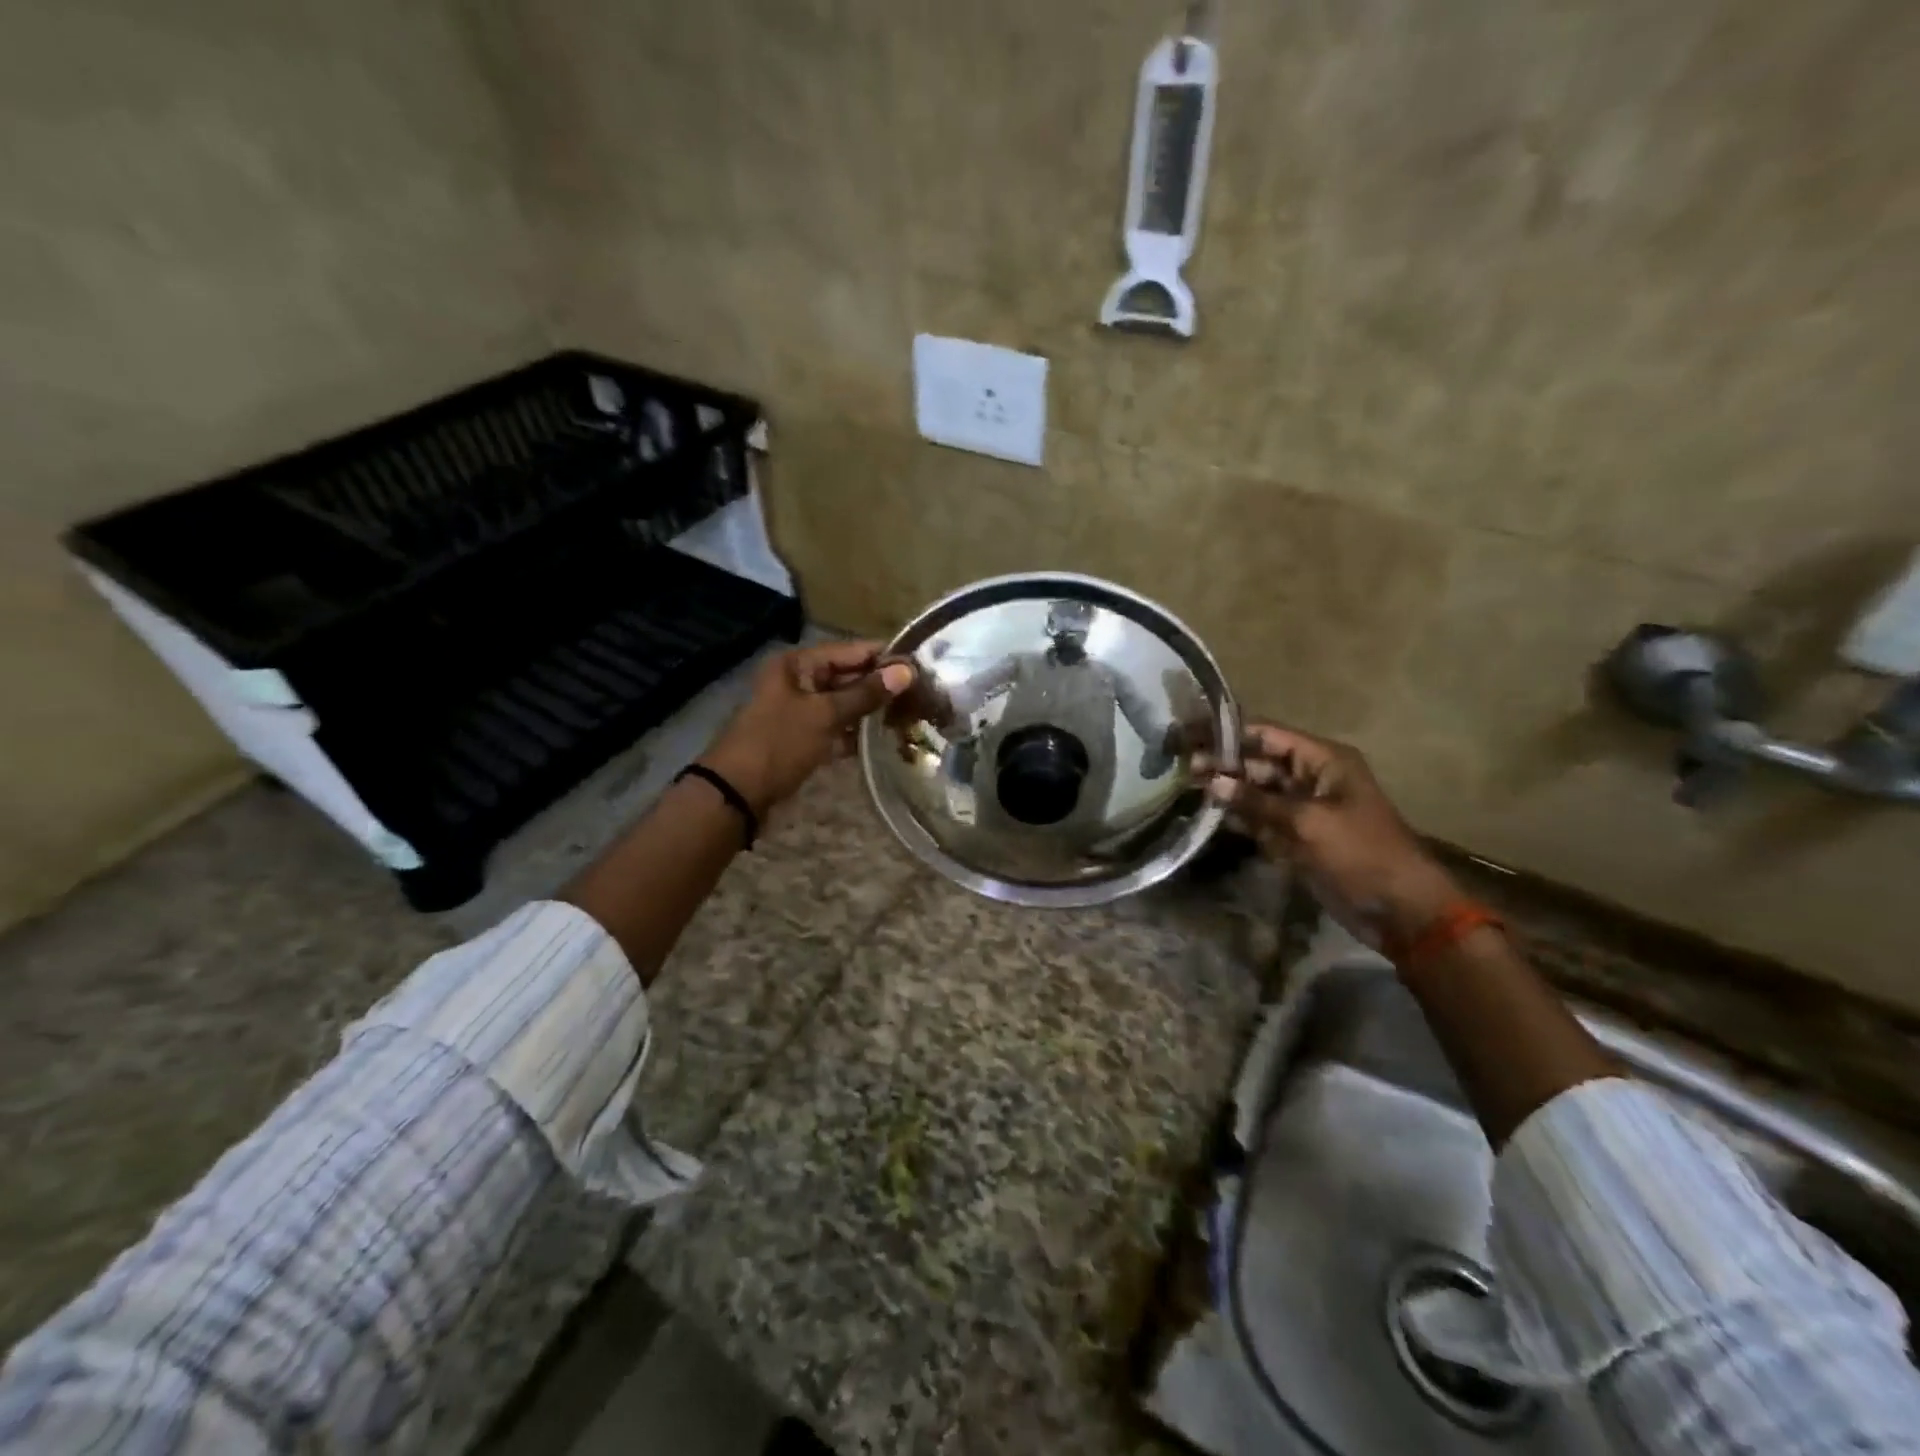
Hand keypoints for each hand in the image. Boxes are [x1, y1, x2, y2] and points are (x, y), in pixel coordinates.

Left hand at [702, 642, 914, 815]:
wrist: (737, 793)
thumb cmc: (779, 744)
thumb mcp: (824, 715)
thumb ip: (865, 694)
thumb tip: (906, 672)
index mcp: (797, 665)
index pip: (849, 651)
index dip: (882, 657)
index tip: (919, 665)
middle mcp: (797, 681)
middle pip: (846, 676)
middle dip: (879, 685)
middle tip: (920, 693)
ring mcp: (798, 711)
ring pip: (842, 704)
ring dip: (870, 710)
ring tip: (909, 715)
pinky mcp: (801, 738)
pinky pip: (834, 728)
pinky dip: (854, 732)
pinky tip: (883, 739)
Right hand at [1195, 724, 1459, 943]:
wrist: (1398, 909)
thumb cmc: (1359, 853)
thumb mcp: (1306, 822)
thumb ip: (1257, 801)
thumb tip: (1213, 781)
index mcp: (1323, 761)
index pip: (1268, 735)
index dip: (1231, 735)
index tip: (1192, 736)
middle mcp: (1311, 777)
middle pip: (1259, 762)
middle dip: (1224, 764)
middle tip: (1182, 768)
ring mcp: (1303, 808)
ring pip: (1257, 791)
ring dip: (1228, 791)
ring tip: (1186, 787)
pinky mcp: (1296, 836)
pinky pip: (1261, 818)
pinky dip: (1240, 817)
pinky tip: (1209, 814)